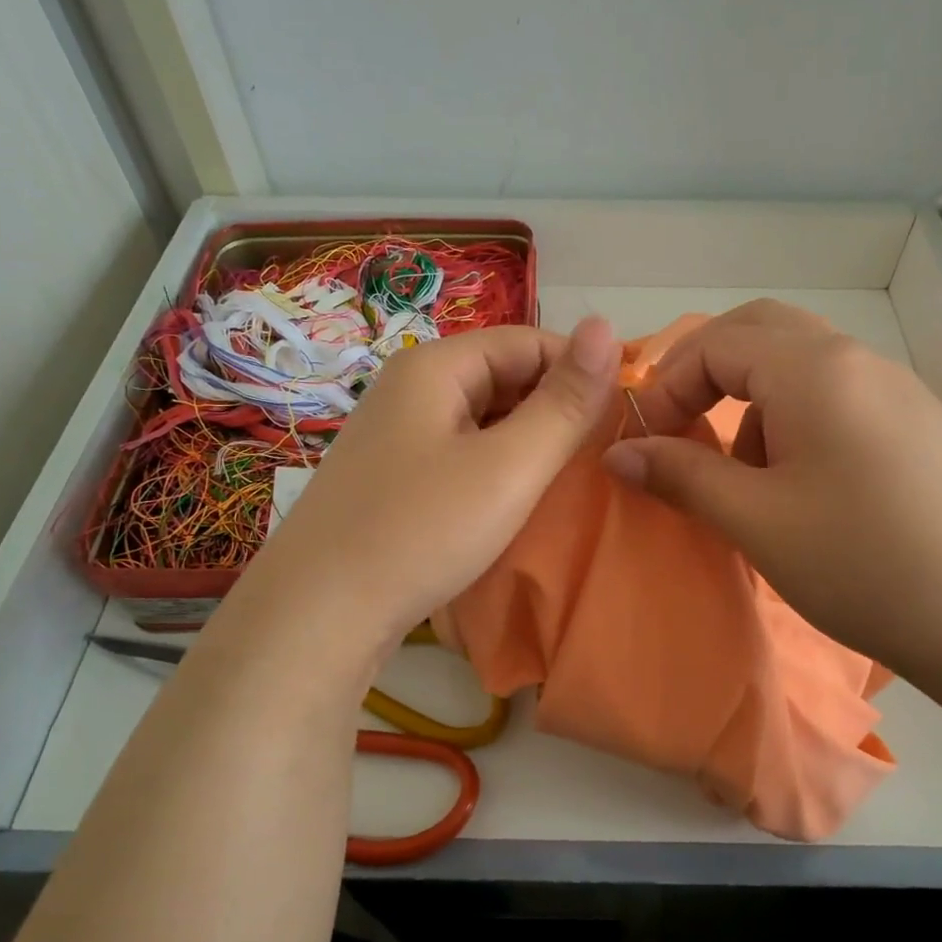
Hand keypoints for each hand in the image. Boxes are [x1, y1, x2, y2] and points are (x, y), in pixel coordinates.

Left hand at [250, 317, 620, 645]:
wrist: (319, 615)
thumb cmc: (422, 530)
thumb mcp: (508, 466)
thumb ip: (564, 402)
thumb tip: (607, 326)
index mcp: (434, 366)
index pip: (528, 341)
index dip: (580, 370)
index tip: (623, 414)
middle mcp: (410, 387)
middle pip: (502, 375)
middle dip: (554, 407)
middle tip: (599, 454)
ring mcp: (396, 434)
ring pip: (482, 417)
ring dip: (527, 439)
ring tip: (566, 478)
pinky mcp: (392, 476)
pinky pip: (460, 451)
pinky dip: (496, 465)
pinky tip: (513, 499)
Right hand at [602, 300, 941, 701]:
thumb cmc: (866, 564)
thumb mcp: (756, 521)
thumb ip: (681, 476)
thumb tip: (618, 454)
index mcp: (814, 369)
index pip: (715, 343)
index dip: (667, 386)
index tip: (646, 444)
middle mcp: (857, 360)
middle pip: (760, 334)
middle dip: (707, 376)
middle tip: (683, 432)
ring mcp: (896, 390)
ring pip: (800, 368)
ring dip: (752, 404)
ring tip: (745, 480)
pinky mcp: (919, 426)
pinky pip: (837, 399)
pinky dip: (795, 424)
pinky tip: (802, 493)